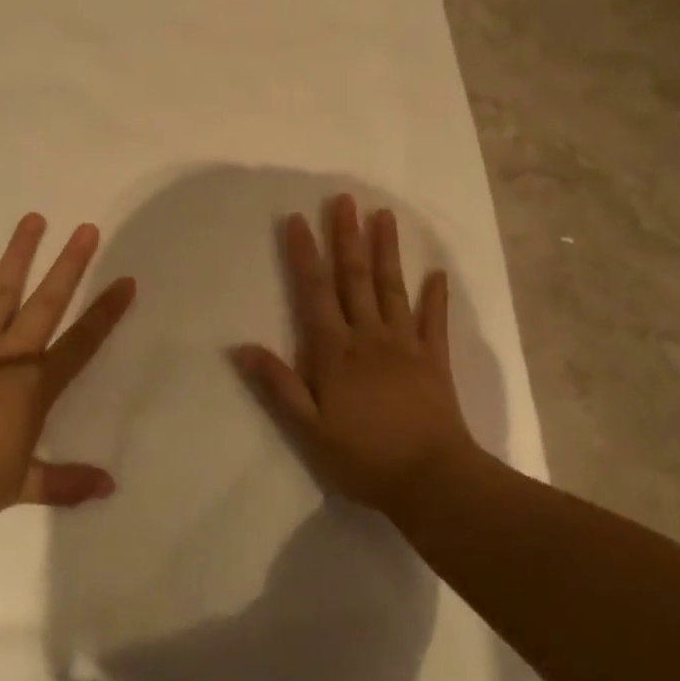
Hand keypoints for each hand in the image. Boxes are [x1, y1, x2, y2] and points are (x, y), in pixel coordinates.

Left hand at [0, 214, 134, 524]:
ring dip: (18, 255)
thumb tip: (110, 487)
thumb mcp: (20, 487)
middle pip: (46, 303)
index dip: (106, 312)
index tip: (126, 281)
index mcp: (34, 386)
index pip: (81, 343)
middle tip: (86, 230)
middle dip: (69, 265)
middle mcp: (8, 354)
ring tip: (34, 219)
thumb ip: (66, 482)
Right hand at [232, 194, 476, 516]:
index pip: (315, 292)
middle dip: (347, 237)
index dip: (305, 254)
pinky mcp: (434, 360)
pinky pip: (435, 322)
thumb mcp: (309, 429)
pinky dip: (437, 297)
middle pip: (355, 278)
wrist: (433, 481)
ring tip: (384, 216)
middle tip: (344, 199)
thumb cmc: (363, 458)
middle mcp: (369, 337)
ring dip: (387, 251)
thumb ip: (278, 386)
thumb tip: (241, 348)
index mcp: (335, 351)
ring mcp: (406, 345)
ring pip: (392, 289)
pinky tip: (438, 273)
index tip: (298, 219)